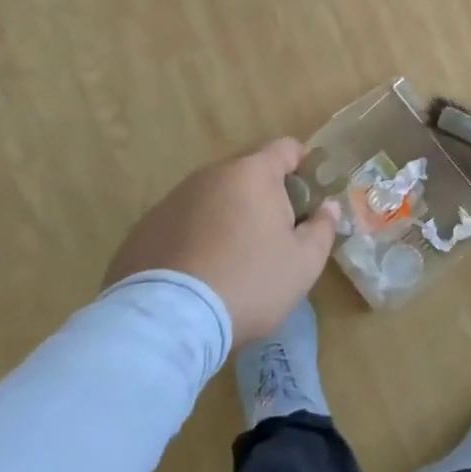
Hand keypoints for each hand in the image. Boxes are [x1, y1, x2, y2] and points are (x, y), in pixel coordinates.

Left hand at [104, 139, 340, 346]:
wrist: (166, 323)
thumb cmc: (249, 283)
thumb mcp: (304, 262)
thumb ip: (323, 227)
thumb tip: (328, 206)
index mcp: (252, 174)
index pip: (286, 148)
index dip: (303, 166)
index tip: (308, 198)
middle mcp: (209, 175)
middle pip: (247, 174)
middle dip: (264, 197)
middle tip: (273, 238)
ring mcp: (171, 201)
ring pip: (212, 199)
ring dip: (227, 217)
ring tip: (231, 262)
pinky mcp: (143, 230)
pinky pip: (181, 224)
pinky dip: (194, 239)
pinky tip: (197, 276)